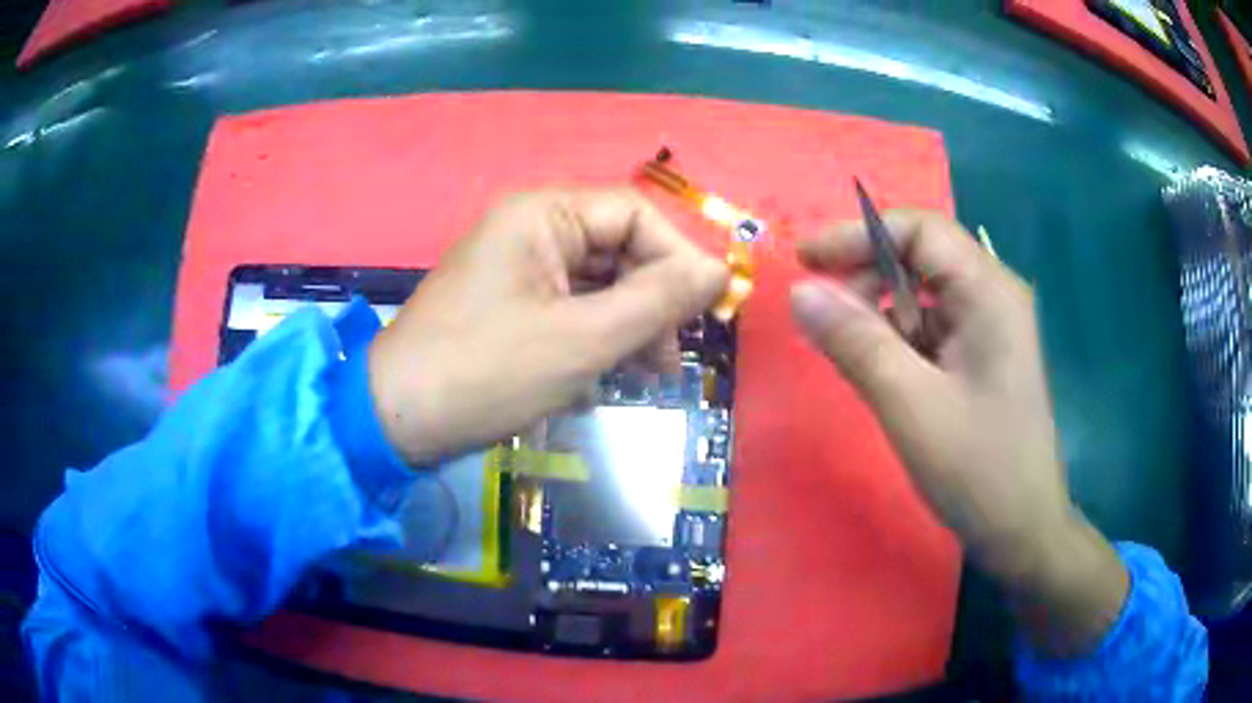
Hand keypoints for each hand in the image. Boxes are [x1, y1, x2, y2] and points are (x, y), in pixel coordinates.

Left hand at [367, 188, 727, 466]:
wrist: (396, 420)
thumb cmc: (486, 372)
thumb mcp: (582, 339)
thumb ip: (657, 301)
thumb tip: (719, 272)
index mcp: (543, 215)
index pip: (635, 216)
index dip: (678, 258)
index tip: (707, 312)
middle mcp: (530, 230)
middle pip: (618, 252)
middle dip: (651, 305)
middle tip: (670, 362)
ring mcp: (517, 271)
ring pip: (596, 287)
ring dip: (626, 330)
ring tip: (645, 381)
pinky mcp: (509, 307)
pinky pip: (569, 312)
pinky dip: (592, 343)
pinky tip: (596, 386)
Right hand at [790, 210, 1126, 655]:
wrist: (1023, 532)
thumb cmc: (978, 470)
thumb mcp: (911, 406)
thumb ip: (856, 342)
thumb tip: (799, 292)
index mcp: (989, 293)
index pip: (920, 230)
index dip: (859, 235)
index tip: (805, 261)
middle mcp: (994, 297)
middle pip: (921, 258)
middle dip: (868, 279)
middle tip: (825, 320)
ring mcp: (991, 329)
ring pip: (923, 297)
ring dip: (882, 316)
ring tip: (853, 357)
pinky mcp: (982, 359)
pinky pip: (931, 331)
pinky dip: (899, 344)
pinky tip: (885, 377)